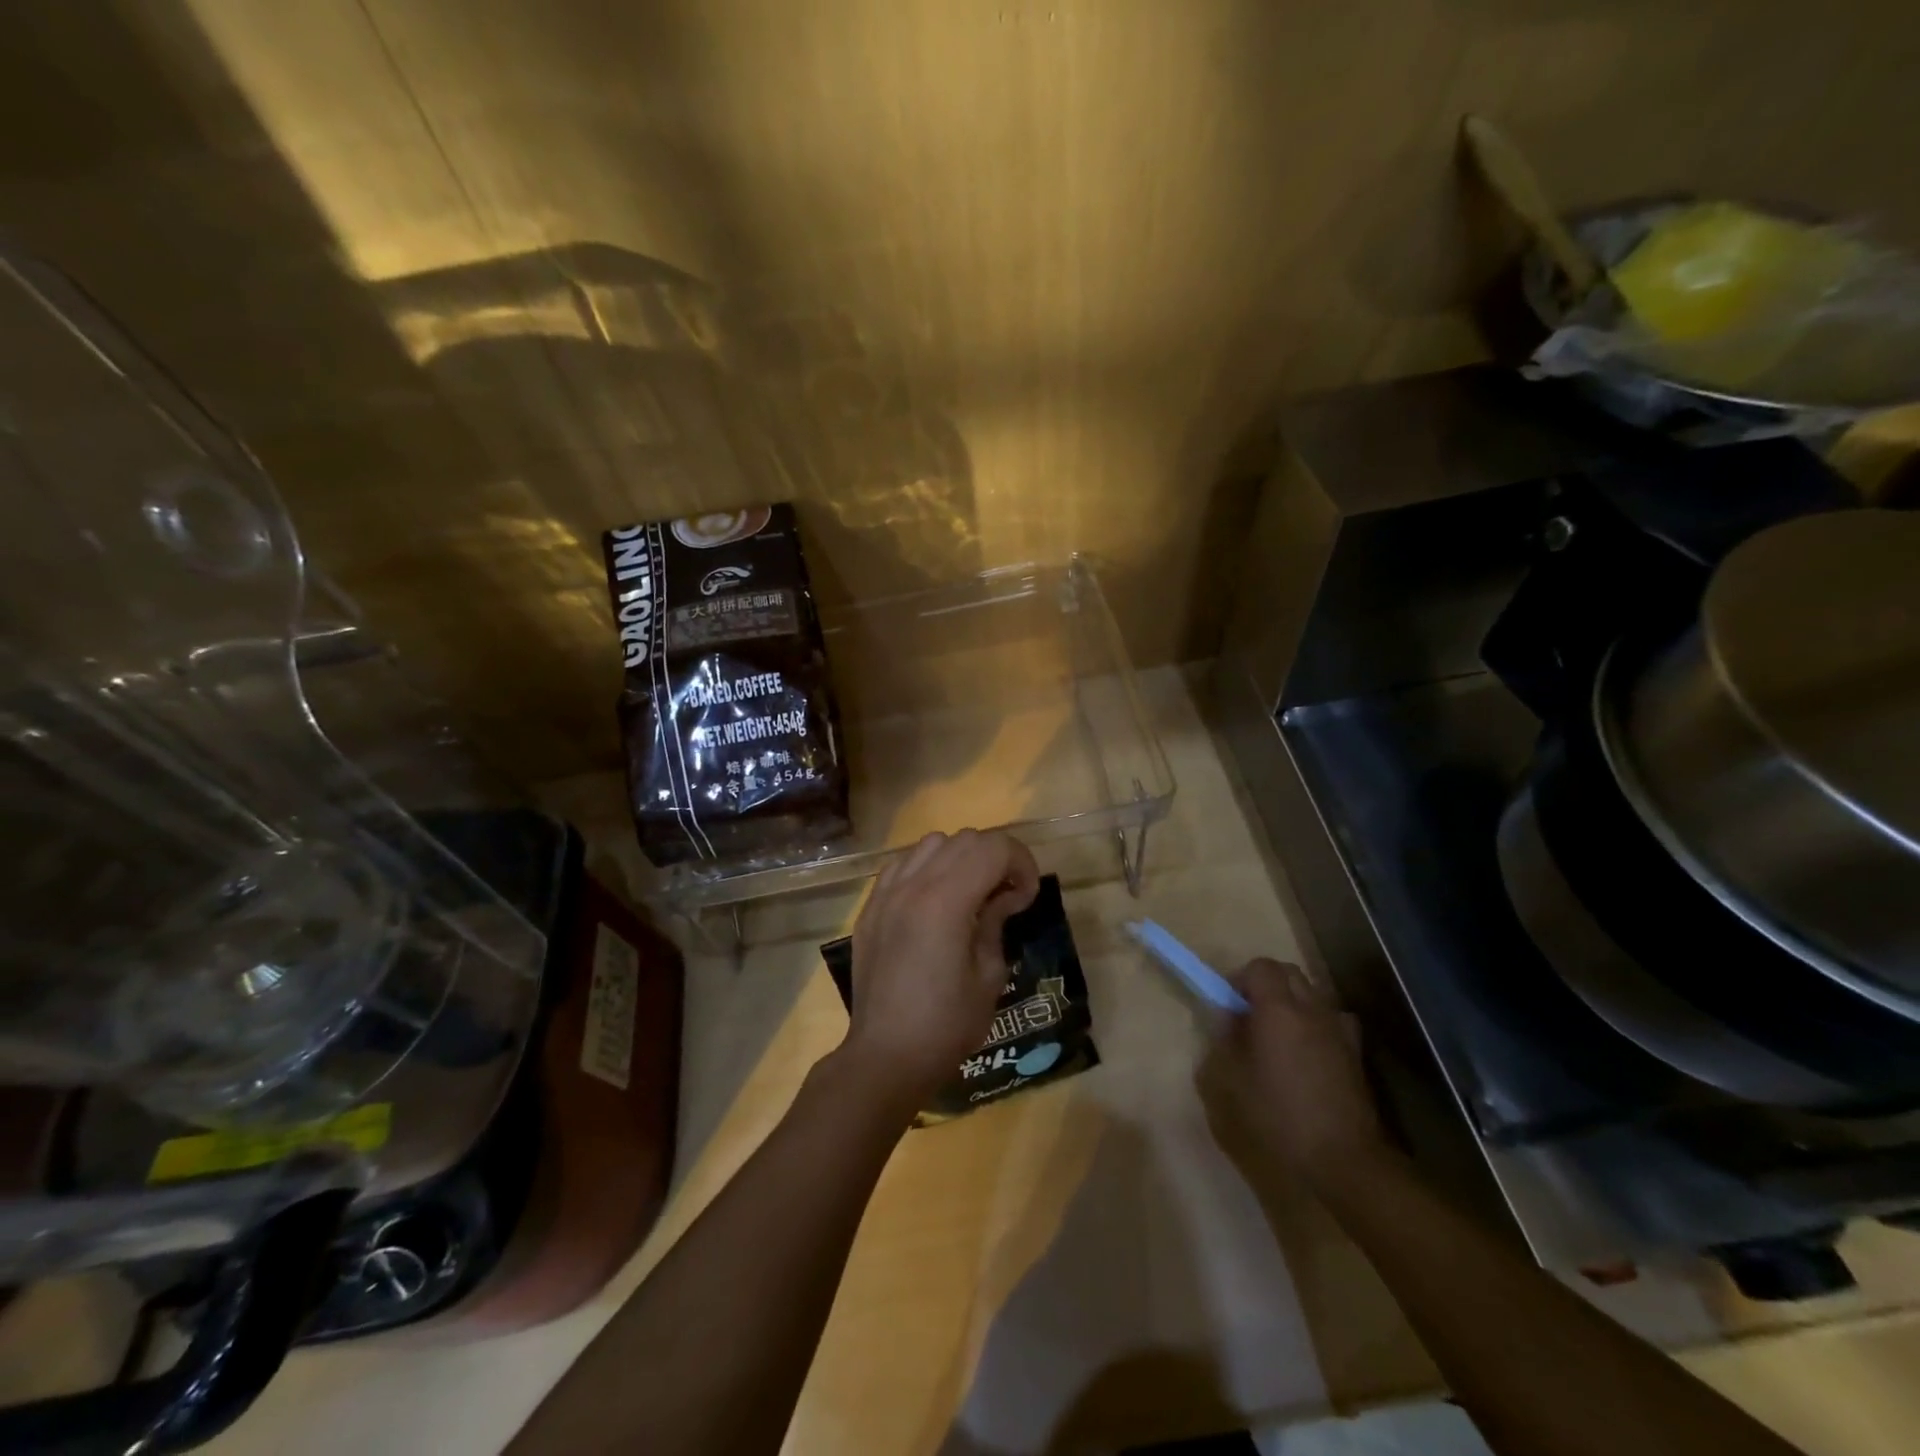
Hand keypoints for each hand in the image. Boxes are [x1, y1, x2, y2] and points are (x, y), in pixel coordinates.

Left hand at [840, 829, 1040, 1112]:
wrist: (886, 1055)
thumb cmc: (945, 1024)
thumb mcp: (989, 976)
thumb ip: (996, 923)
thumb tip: (1004, 897)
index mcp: (946, 900)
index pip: (993, 848)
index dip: (1021, 863)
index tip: (1026, 897)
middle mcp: (913, 884)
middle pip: (965, 839)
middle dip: (995, 858)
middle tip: (1006, 896)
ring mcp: (886, 893)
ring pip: (932, 844)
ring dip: (960, 858)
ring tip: (969, 894)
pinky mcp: (870, 907)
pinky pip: (902, 864)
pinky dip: (926, 869)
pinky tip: (933, 901)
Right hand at [1197, 958, 1385, 1193]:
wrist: (1343, 1161)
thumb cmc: (1278, 1118)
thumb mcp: (1228, 1083)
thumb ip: (1223, 1041)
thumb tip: (1227, 1019)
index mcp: (1278, 1010)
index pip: (1260, 967)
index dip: (1240, 979)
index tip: (1228, 1005)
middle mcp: (1312, 1010)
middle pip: (1289, 974)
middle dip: (1266, 985)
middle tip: (1249, 1016)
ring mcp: (1339, 1030)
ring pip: (1312, 994)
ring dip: (1292, 1003)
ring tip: (1278, 1036)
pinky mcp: (1356, 1054)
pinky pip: (1332, 1020)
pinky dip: (1316, 1024)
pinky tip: (1307, 1053)